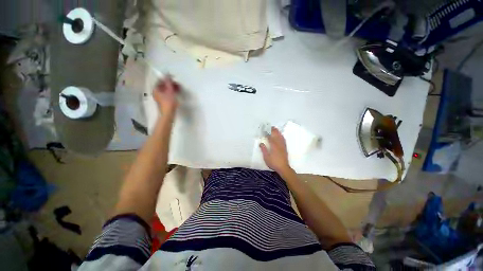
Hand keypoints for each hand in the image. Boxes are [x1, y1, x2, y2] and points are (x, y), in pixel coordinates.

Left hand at [153, 77, 178, 116]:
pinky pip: (167, 94)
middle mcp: (156, 93)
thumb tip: (167, 75)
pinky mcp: (164, 101)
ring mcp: (160, 97)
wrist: (168, 114)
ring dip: (172, 88)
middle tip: (177, 84)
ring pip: (166, 90)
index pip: (160, 81)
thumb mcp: (170, 91)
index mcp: (156, 89)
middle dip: (170, 84)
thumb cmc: (168, 102)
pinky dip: (171, 92)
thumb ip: (168, 83)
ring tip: (178, 88)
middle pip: (163, 86)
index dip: (167, 78)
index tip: (173, 78)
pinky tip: (176, 93)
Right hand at [260, 127, 290, 173]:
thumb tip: (261, 143)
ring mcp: (282, 146)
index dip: (267, 133)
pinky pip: (283, 140)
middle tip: (270, 127)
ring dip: (278, 132)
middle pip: (276, 135)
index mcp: (273, 146)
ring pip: (280, 137)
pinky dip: (282, 136)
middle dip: (273, 130)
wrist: (283, 168)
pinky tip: (281, 135)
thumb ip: (263, 149)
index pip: (270, 137)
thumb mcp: (266, 157)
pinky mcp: (285, 148)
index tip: (264, 130)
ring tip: (275, 129)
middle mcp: (278, 144)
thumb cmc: (273, 163)